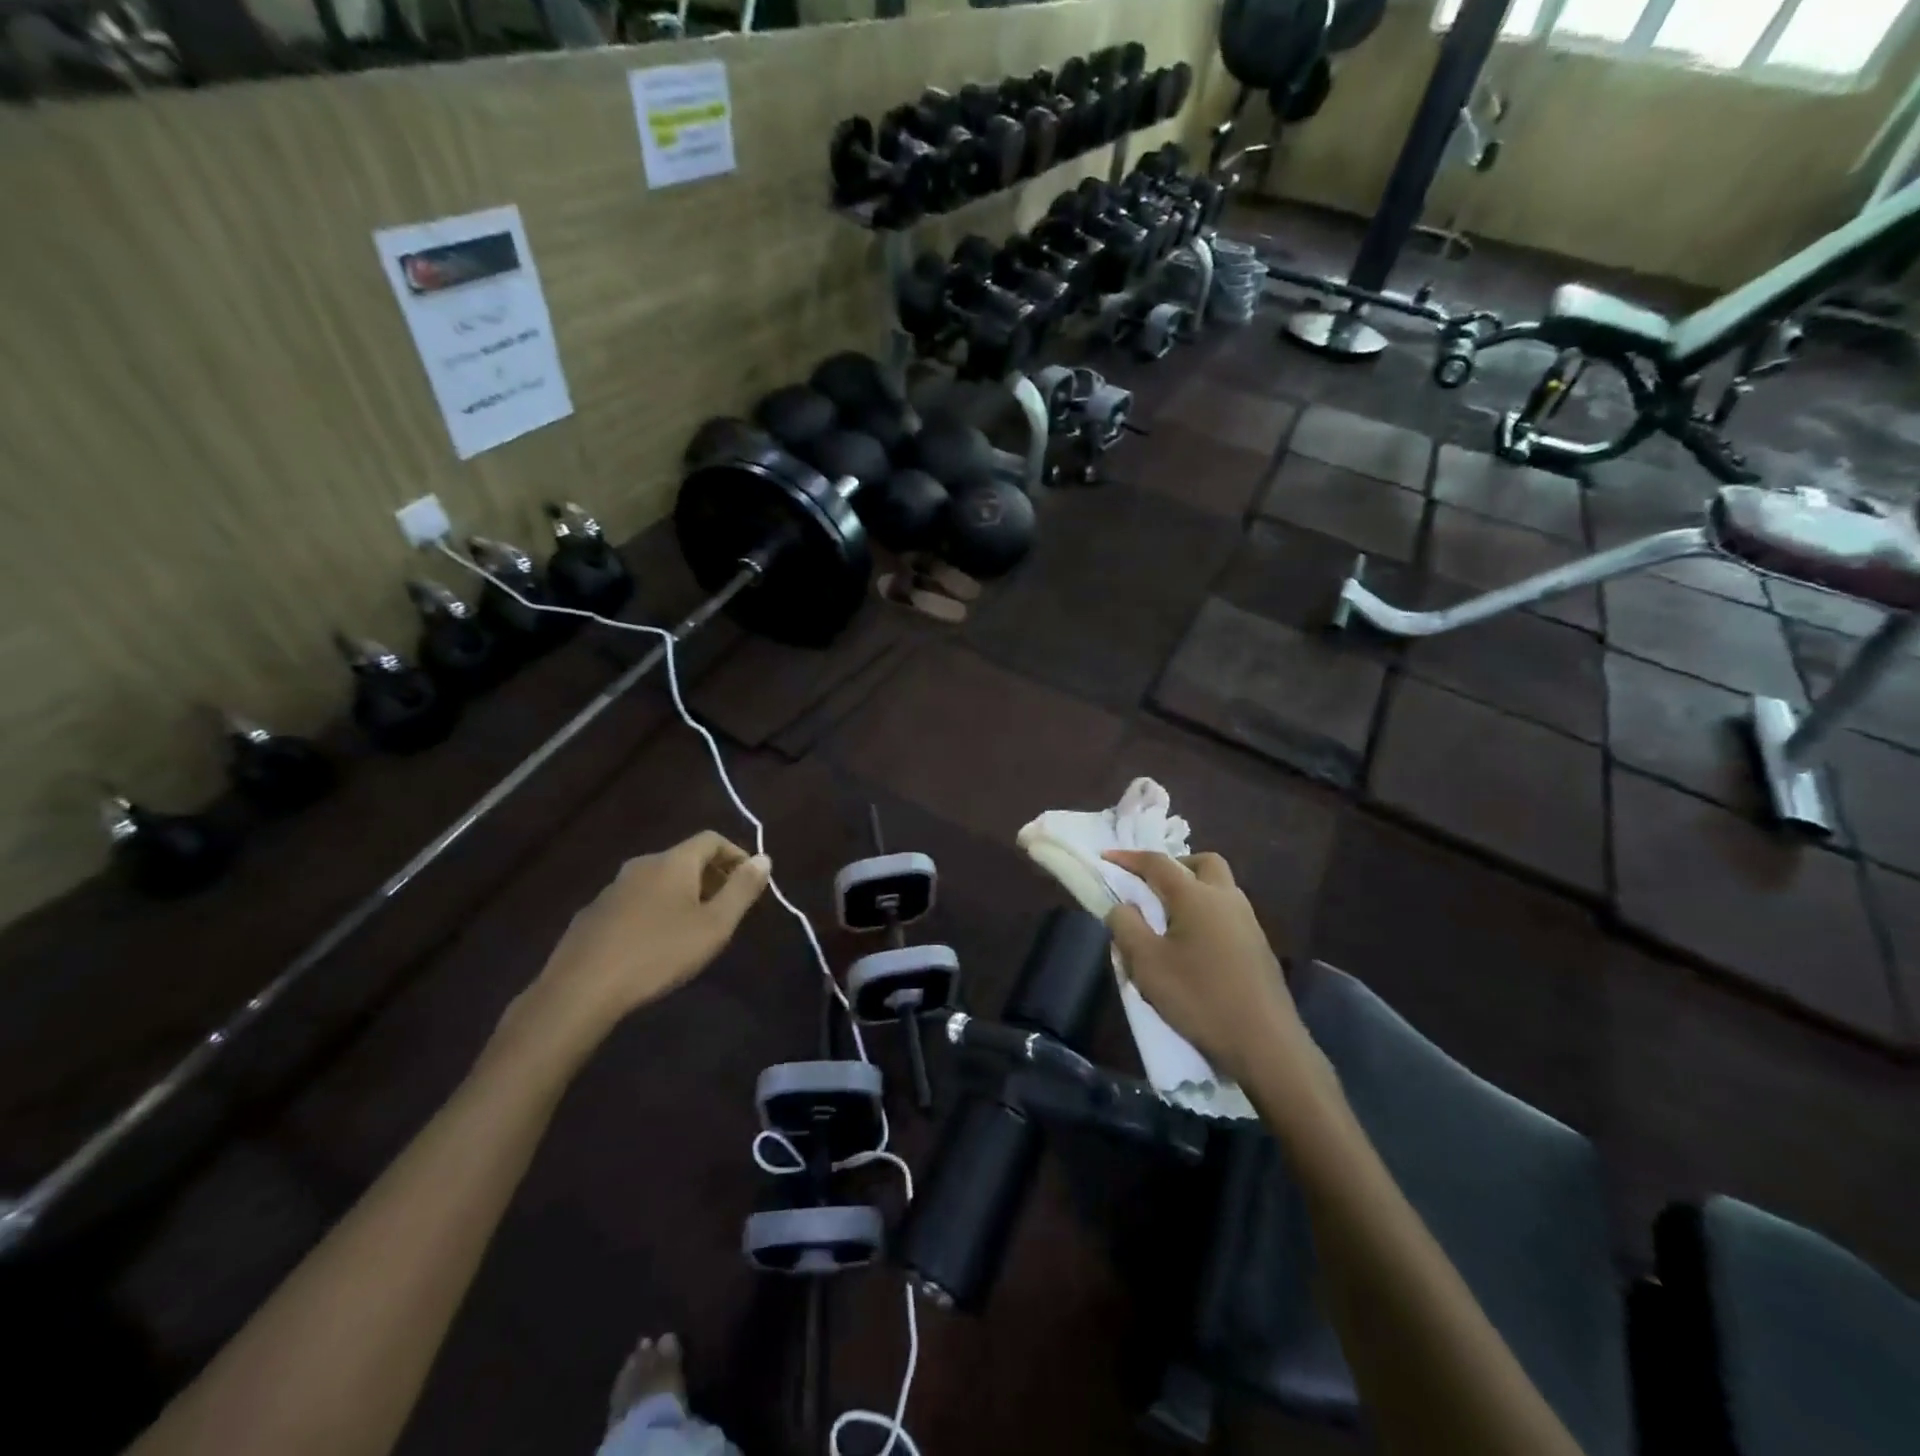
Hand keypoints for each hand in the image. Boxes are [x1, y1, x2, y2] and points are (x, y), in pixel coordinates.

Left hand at [505, 832, 771, 1054]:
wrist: (581, 988)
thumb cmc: (658, 953)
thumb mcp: (714, 925)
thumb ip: (742, 889)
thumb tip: (764, 858)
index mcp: (673, 862)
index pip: (711, 839)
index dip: (736, 854)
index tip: (750, 882)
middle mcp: (642, 865)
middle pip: (684, 858)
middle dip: (711, 876)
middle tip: (727, 908)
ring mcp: (613, 888)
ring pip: (658, 880)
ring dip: (682, 894)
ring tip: (694, 928)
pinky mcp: (593, 914)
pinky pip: (635, 901)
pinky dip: (655, 910)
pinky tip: (655, 944)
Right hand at [1102, 850, 1309, 1086]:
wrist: (1265, 1044)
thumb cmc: (1199, 998)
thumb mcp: (1147, 964)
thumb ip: (1127, 927)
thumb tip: (1122, 906)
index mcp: (1196, 896)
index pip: (1158, 863)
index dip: (1129, 858)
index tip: (1106, 859)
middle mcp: (1226, 899)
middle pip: (1202, 863)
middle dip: (1174, 866)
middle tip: (1151, 887)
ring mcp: (1248, 922)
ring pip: (1219, 888)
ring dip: (1193, 890)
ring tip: (1168, 919)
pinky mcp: (1259, 947)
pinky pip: (1227, 914)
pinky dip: (1207, 914)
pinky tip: (1193, 947)